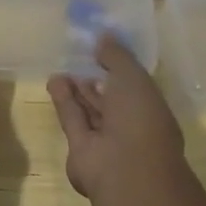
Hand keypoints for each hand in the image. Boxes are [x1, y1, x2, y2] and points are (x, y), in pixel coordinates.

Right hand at [47, 33, 185, 201]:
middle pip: (110, 99)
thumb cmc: (140, 118)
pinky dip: (64, 102)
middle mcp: (130, 124)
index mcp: (150, 107)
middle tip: (78, 59)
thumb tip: (104, 37)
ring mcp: (106, 139)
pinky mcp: (81, 148)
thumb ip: (117, 56)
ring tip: (62, 68)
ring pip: (90, 110)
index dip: (118, 67)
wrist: (125, 168)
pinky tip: (54, 81)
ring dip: (76, 90)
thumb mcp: (133, 77)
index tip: (101, 50)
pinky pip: (73, 120)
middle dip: (95, 81)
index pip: (133, 85)